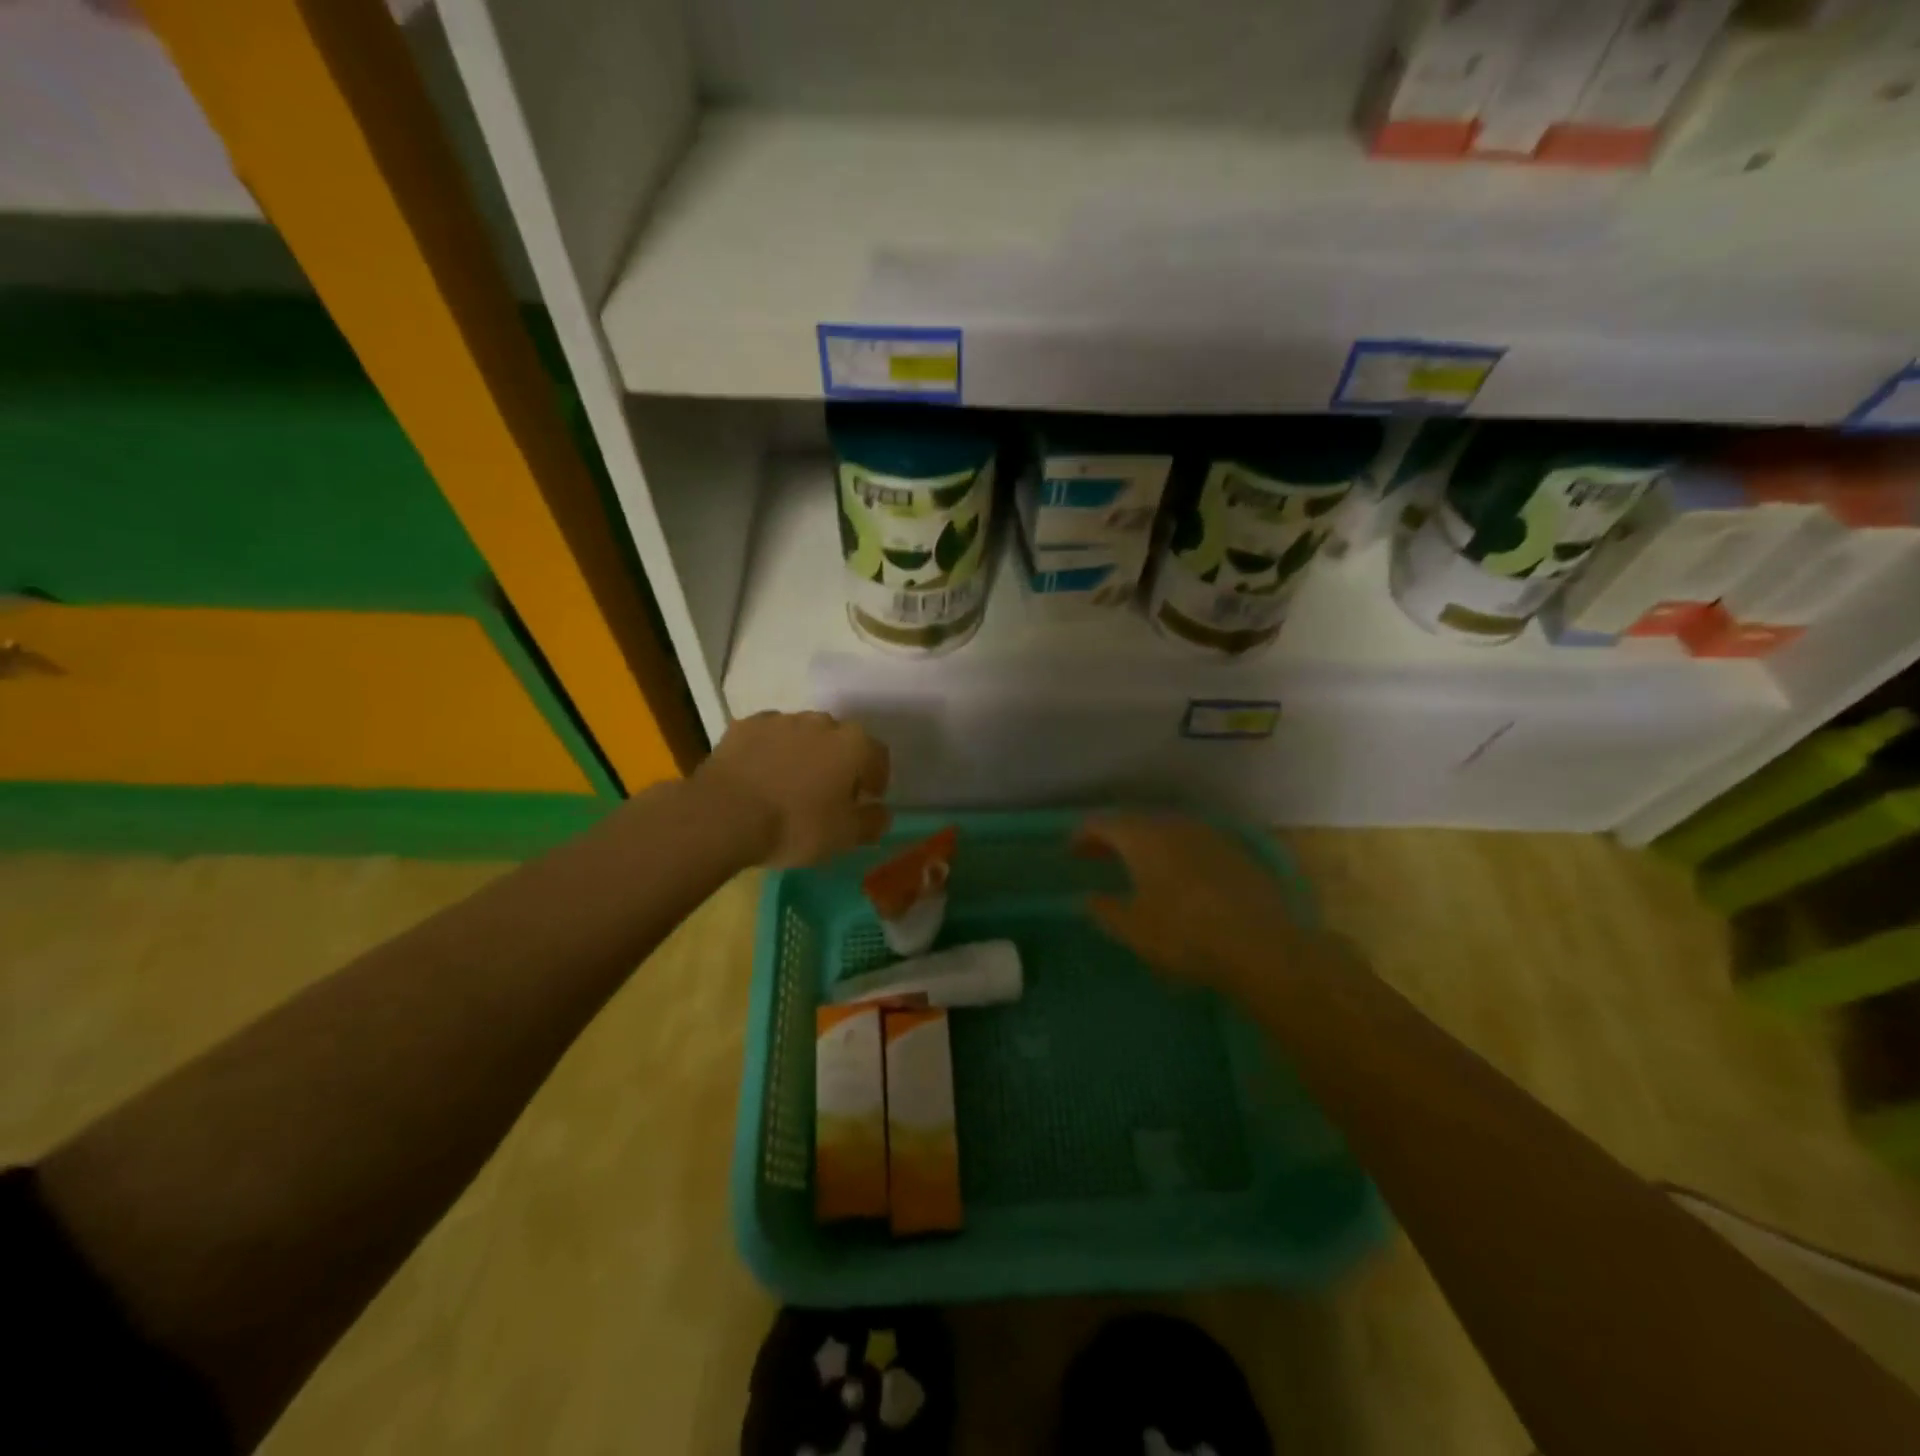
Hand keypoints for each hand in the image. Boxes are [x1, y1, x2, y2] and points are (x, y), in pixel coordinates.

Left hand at [696, 711, 891, 867]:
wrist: (724, 815)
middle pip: (840, 740)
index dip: (876, 779)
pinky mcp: (746, 725)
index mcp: (853, 744)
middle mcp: (822, 722)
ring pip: (803, 735)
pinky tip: (760, 776)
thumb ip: (872, 822)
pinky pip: (768, 737)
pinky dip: (770, 751)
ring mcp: (781, 720)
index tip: (866, 800)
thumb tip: (882, 812)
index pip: (878, 756)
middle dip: (839, 762)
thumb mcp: (845, 836)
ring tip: (790, 784)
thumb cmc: (795, 825)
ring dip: (804, 754)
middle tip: (827, 793)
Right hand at [1076, 815, 1339, 1001]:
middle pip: (1135, 822)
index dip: (1082, 835)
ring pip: (1167, 830)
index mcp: (1143, 838)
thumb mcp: (1133, 928)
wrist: (1262, 945)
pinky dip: (1175, 853)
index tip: (1069, 850)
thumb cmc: (1185, 935)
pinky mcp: (1236, 852)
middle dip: (1113, 837)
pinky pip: (1193, 843)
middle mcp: (1174, 826)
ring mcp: (1209, 836)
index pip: (1103, 823)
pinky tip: (1177, 876)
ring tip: (1135, 865)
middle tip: (1097, 855)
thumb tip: (1089, 899)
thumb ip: (1105, 910)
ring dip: (1146, 843)